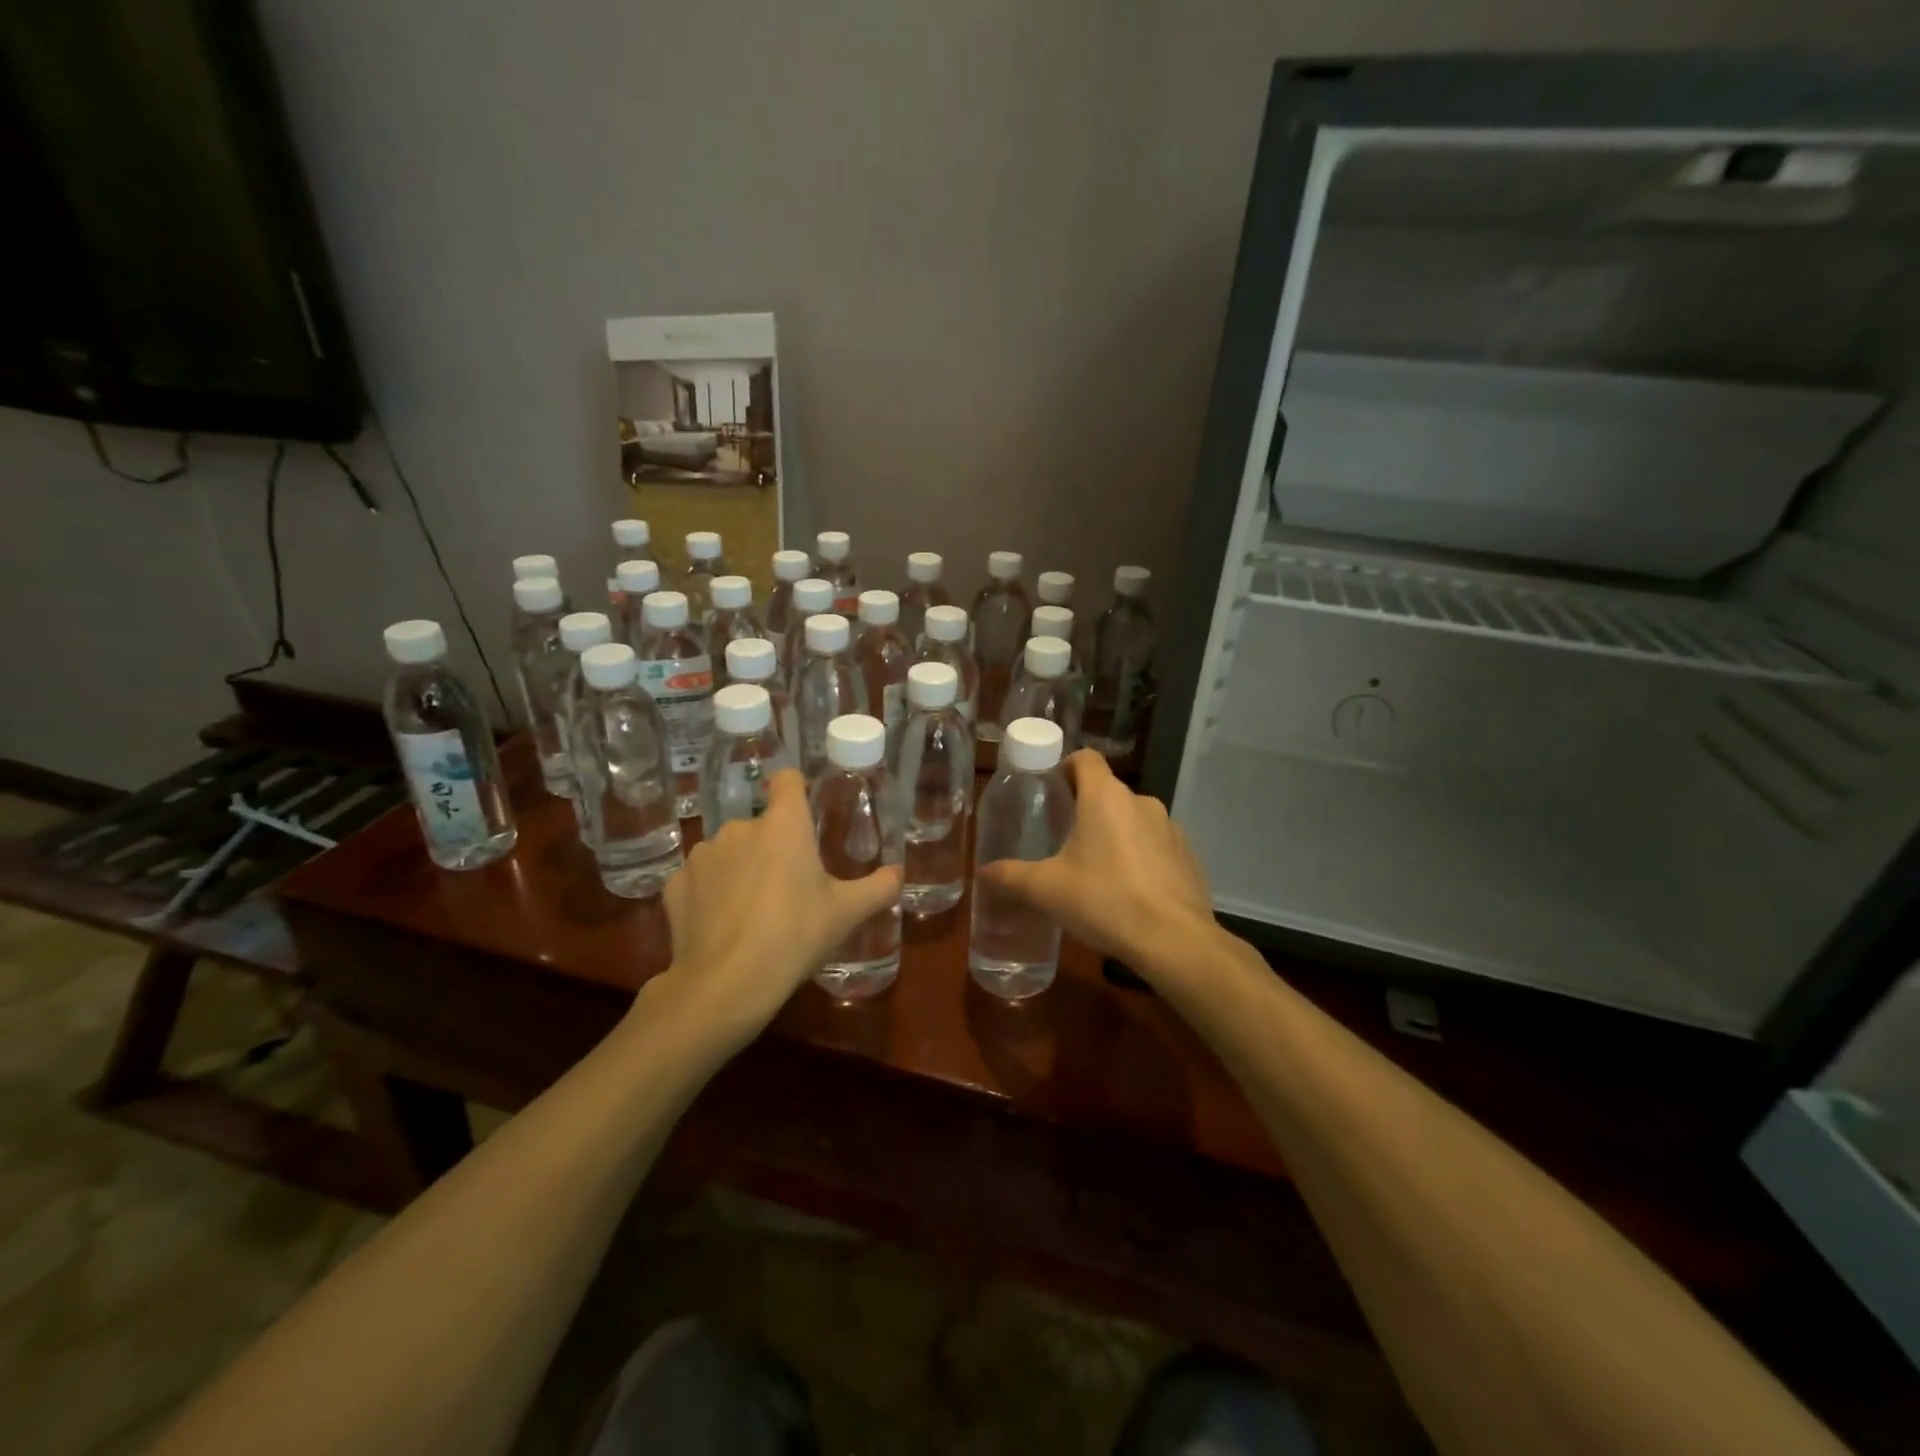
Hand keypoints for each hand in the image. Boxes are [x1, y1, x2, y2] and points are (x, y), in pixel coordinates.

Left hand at [655, 769, 901, 1042]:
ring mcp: (703, 854)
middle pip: (761, 825)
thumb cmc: (795, 936)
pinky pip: (700, 879)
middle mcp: (740, 827)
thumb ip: (878, 888)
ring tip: (751, 911)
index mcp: (784, 825)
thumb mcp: (846, 914)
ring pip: (729, 852)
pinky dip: (709, 893)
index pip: (787, 780)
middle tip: (787, 887)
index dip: (796, 790)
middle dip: (772, 848)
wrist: (725, 984)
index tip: (804, 813)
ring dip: (740, 869)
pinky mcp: (676, 883)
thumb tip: (898, 873)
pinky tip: (720, 924)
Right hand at [977, 750, 1216, 979]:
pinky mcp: (1188, 855)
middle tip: (1063, 839)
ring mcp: (1170, 827)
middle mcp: (1141, 802)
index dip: (1066, 767)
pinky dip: (1141, 857)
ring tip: (1096, 870)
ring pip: (1133, 819)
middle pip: (1107, 791)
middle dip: (1086, 809)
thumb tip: (983, 872)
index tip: (1051, 791)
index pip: (1085, 758)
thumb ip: (1010, 876)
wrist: (1174, 940)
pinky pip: (1156, 845)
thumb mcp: (1046, 890)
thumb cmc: (1104, 901)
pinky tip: (1130, 891)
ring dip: (1114, 834)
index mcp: (1105, 797)